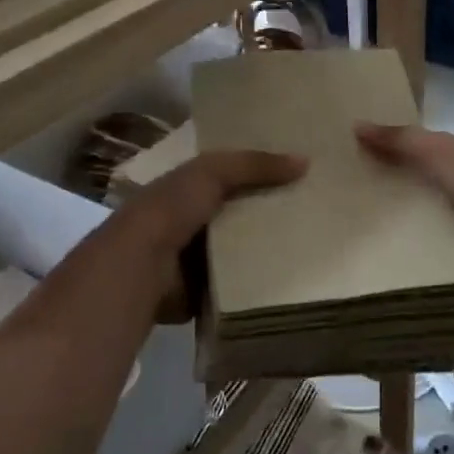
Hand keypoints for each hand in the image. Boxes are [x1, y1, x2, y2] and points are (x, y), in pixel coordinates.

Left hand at [123, 150, 305, 322]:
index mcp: (184, 190)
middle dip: (268, 215)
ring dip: (264, 251)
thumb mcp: (212, 173)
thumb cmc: (171, 210)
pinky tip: (288, 280)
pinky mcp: (199, 292)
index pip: (226, 177)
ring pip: (238, 252)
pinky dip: (254, 283)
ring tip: (310, 247)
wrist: (140, 266)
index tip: (297, 176)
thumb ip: (254, 164)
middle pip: (236, 216)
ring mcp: (192, 260)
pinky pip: (234, 285)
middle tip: (313, 213)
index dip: (258, 174)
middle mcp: (187, 223)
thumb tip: (305, 161)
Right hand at [355, 123, 453, 278]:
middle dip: (403, 193)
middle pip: (437, 190)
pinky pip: (451, 258)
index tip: (360, 160)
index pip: (435, 152)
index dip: (401, 152)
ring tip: (371, 239)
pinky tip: (404, 267)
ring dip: (416, 230)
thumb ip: (407, 143)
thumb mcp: (447, 158)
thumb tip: (357, 125)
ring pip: (444, 226)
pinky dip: (431, 260)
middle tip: (355, 202)